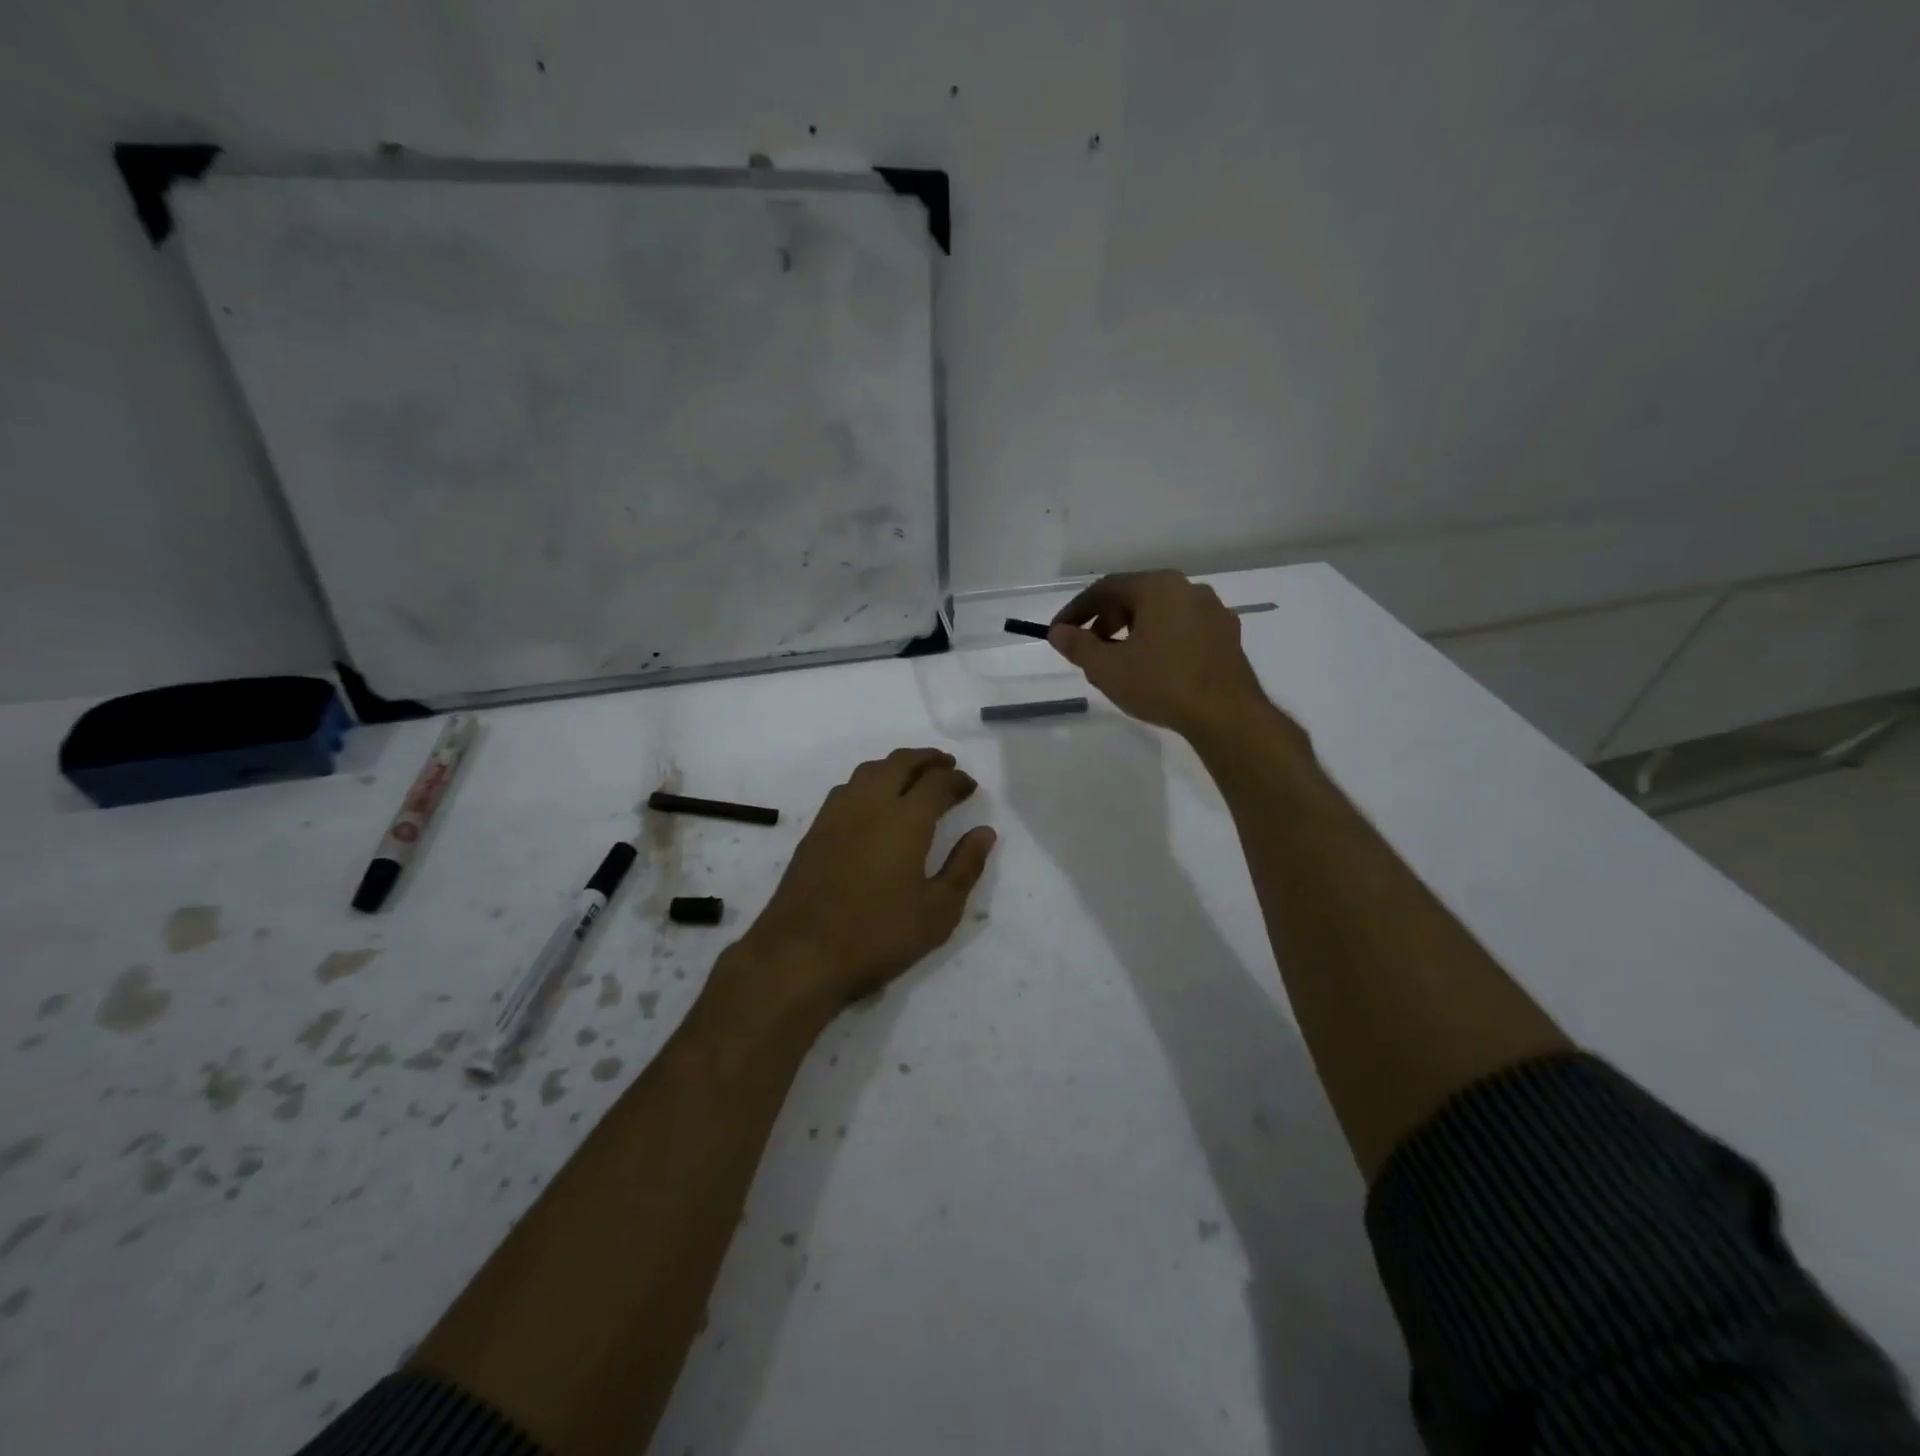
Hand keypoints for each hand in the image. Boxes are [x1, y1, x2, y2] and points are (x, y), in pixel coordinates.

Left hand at [739, 748, 996, 1014]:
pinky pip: (847, 788)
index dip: (956, 779)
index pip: (936, 782)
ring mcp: (837, 814)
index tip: (970, 786)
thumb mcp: (938, 911)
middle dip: (927, 759)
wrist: (800, 954)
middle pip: (900, 763)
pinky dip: (869, 781)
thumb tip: (984, 832)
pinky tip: (873, 802)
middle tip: (946, 766)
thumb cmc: (878, 936)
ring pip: (870, 770)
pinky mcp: (815, 830)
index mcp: (906, 819)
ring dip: (896, 765)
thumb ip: (964, 867)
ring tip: (912, 777)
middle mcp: (870, 804)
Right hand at [1048, 571, 1278, 742]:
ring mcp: (1213, 612)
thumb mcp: (1107, 668)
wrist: (1226, 715)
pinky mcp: (1227, 637)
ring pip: (1160, 615)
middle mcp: (1188, 589)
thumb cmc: (1161, 684)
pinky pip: (1182, 630)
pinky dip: (1160, 642)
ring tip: (1119, 664)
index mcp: (1158, 587)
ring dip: (1132, 633)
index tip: (1059, 632)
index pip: (1105, 589)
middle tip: (1088, 651)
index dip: (1076, 610)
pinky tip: (1154, 670)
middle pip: (1135, 598)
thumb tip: (1058, 632)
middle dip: (1104, 623)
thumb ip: (1078, 646)